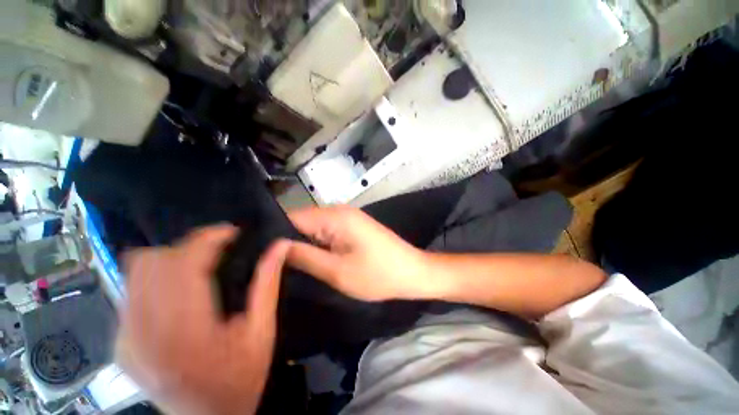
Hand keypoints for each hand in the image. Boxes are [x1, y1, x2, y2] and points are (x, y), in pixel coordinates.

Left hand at [116, 225, 289, 414]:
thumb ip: (269, 283)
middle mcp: (145, 331)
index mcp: (186, 329)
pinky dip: (156, 279)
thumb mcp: (262, 330)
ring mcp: (125, 338)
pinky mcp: (118, 343)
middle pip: (154, 260)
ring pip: (136, 271)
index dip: (209, 237)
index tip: (231, 232)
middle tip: (218, 250)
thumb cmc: (239, 379)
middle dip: (189, 246)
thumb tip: (280, 246)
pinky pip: (131, 292)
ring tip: (199, 265)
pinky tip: (178, 290)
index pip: (186, 262)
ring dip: (171, 259)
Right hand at [287, 206, 431, 301]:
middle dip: (289, 241)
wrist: (413, 271)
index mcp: (335, 216)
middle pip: (303, 222)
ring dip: (304, 244)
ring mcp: (348, 218)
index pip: (292, 217)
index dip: (275, 235)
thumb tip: (277, 246)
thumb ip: (305, 256)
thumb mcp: (338, 271)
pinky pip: (327, 232)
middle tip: (273, 266)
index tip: (260, 255)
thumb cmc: (378, 274)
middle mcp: (339, 211)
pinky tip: (312, 259)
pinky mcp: (353, 227)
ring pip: (314, 228)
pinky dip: (318, 244)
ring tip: (289, 265)